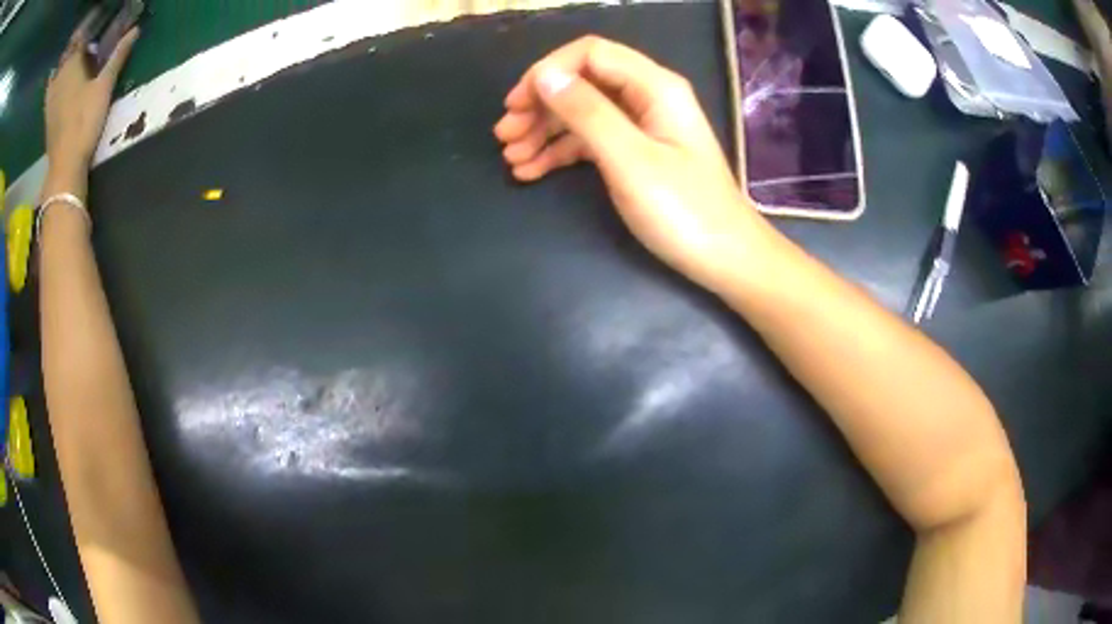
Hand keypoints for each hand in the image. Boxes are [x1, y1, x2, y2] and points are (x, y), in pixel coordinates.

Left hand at [45, 24, 139, 176]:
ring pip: (59, 74)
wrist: (64, 166)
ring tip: (76, 78)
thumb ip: (118, 56)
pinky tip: (63, 87)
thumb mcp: (105, 86)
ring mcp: (52, 98)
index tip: (97, 34)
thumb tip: (135, 30)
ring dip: (67, 67)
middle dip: (78, 50)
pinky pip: (52, 91)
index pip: (81, 40)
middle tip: (90, 55)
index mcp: (73, 64)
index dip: (89, 35)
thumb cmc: (84, 123)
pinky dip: (57, 85)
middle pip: (69, 56)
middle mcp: (61, 77)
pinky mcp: (48, 115)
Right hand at [494, 36, 773, 289]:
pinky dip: (559, 152)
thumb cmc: (684, 211)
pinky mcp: (636, 152)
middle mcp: (647, 97)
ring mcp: (642, 126)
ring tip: (512, 160)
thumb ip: (587, 113)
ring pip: (582, 113)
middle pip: (582, 82)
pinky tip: (532, 171)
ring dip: (543, 131)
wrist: (725, 258)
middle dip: (540, 105)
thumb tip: (544, 77)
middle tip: (505, 136)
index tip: (516, 105)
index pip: (590, 54)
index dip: (548, 71)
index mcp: (654, 87)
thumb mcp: (630, 160)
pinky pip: (590, 140)